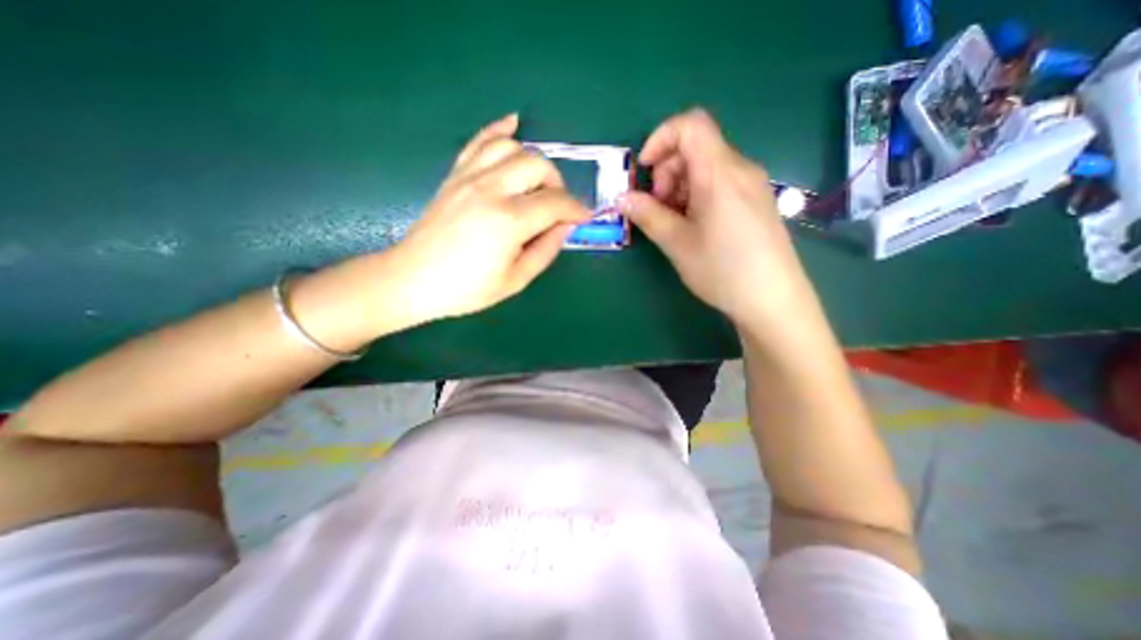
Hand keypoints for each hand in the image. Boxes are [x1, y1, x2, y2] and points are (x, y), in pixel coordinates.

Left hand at [388, 111, 591, 323]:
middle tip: (557, 207)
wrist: (413, 279)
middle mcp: (491, 189)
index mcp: (509, 221)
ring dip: (533, 161)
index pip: (555, 203)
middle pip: (537, 165)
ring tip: (536, 184)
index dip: (576, 209)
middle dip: (557, 184)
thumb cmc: (467, 288)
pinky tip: (514, 124)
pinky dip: (499, 129)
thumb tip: (565, 226)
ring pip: (512, 147)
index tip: (584, 217)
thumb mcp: (516, 280)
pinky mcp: (455, 175)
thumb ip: (546, 250)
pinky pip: (479, 141)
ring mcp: (470, 177)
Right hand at [621, 106, 814, 326]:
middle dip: (667, 171)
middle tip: (657, 208)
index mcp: (720, 173)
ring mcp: (751, 186)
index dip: (660, 139)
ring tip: (673, 221)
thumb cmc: (722, 270)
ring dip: (680, 186)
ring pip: (707, 167)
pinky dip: (697, 195)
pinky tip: (694, 226)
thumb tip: (623, 198)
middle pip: (696, 147)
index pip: (690, 125)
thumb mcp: (677, 243)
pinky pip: (721, 184)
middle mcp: (740, 170)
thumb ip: (648, 215)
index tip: (644, 171)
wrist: (773, 300)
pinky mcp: (755, 202)